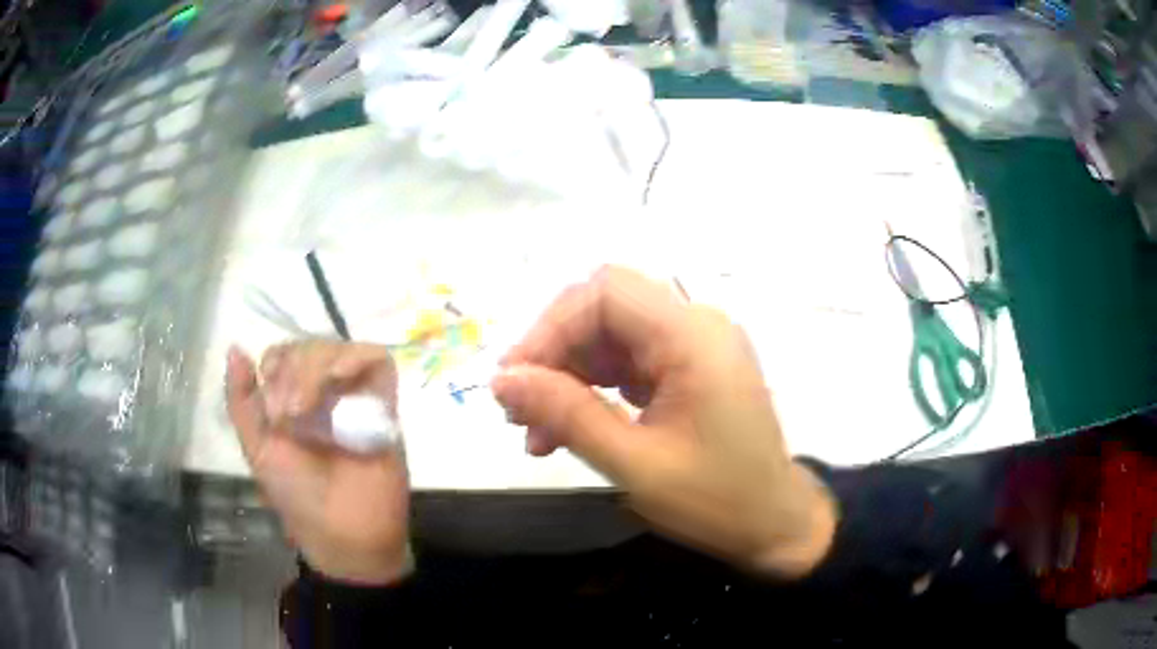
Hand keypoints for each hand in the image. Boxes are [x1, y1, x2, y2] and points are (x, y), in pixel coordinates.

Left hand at [226, 340, 410, 584]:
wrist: (343, 531)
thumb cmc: (296, 495)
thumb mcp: (257, 446)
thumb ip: (241, 399)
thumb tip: (235, 348)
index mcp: (292, 400)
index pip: (284, 354)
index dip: (277, 363)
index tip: (273, 405)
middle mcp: (323, 393)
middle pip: (311, 346)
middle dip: (295, 369)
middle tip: (290, 413)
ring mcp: (354, 396)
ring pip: (338, 348)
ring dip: (317, 366)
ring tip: (309, 408)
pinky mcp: (384, 403)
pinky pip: (376, 360)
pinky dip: (356, 359)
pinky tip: (341, 378)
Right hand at [492, 266, 836, 577]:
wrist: (775, 525)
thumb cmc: (717, 501)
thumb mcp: (635, 465)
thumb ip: (567, 415)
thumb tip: (502, 381)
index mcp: (694, 336)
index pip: (605, 293)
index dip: (549, 327)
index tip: (513, 381)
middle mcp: (696, 326)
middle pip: (604, 309)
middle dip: (553, 353)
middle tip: (518, 407)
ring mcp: (693, 347)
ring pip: (609, 337)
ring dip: (566, 376)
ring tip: (533, 431)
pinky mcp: (687, 370)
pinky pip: (626, 363)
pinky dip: (591, 390)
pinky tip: (564, 430)